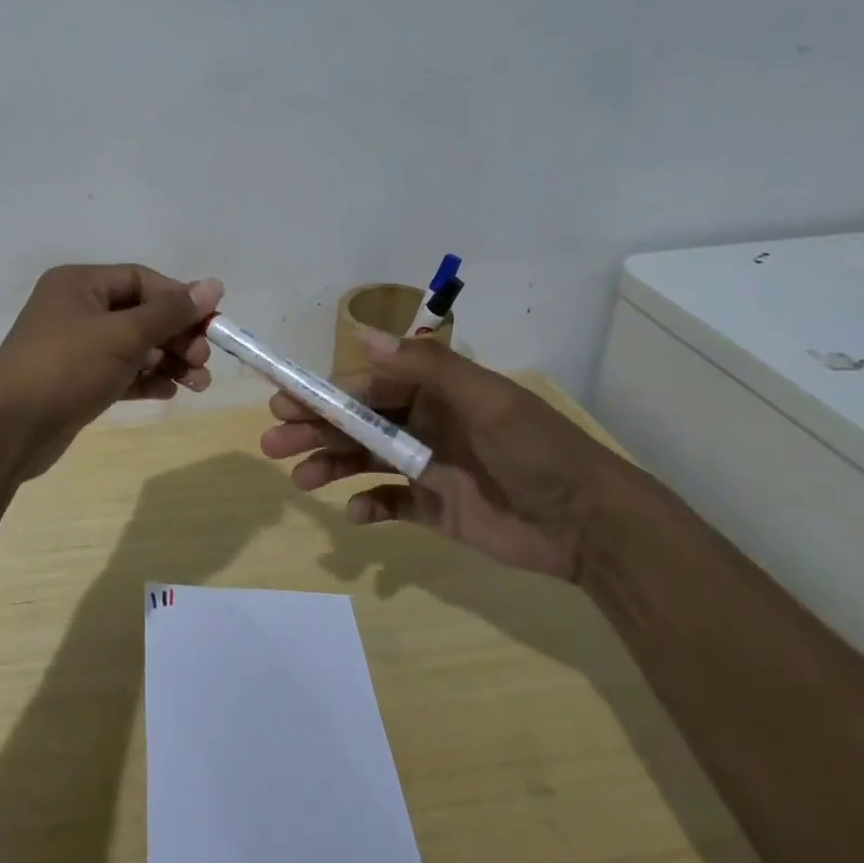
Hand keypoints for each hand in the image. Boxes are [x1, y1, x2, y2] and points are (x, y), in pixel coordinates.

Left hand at [0, 264, 223, 479]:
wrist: (8, 428)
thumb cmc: (66, 366)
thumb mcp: (124, 334)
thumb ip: (171, 312)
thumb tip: (215, 285)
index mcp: (80, 284)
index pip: (141, 280)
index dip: (179, 299)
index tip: (211, 323)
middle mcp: (76, 309)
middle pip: (140, 314)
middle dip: (176, 336)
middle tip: (203, 360)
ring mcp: (75, 348)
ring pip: (133, 347)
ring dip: (168, 361)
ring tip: (199, 383)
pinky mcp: (76, 382)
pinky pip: (121, 373)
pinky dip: (146, 380)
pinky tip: (170, 392)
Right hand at [258, 330, 628, 579]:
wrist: (590, 525)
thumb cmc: (537, 451)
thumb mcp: (487, 400)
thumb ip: (427, 367)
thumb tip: (364, 337)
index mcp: (433, 392)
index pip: (366, 387)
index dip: (324, 394)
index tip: (285, 401)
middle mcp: (423, 424)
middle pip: (356, 423)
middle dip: (314, 429)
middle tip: (273, 442)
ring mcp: (426, 467)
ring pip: (363, 461)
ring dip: (329, 465)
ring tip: (299, 478)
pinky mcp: (434, 508)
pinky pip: (388, 503)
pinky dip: (367, 506)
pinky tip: (354, 514)